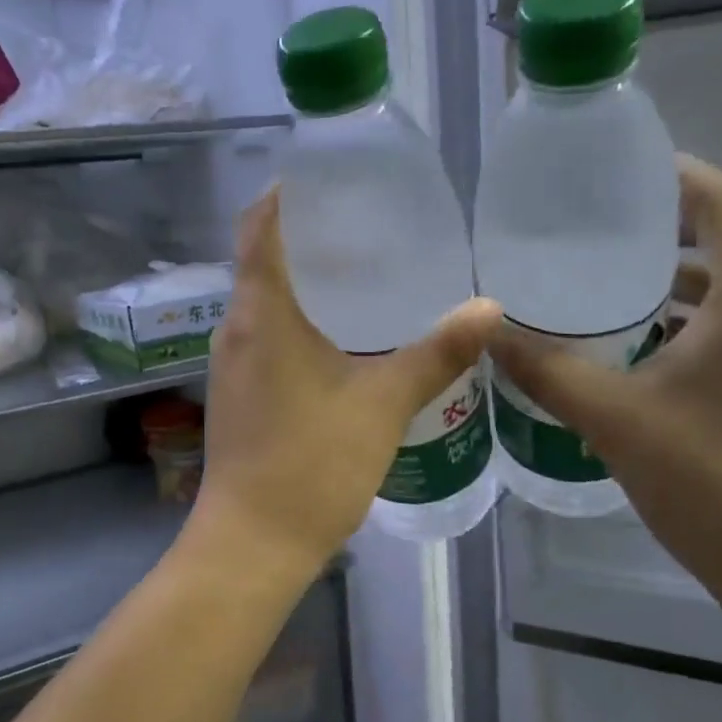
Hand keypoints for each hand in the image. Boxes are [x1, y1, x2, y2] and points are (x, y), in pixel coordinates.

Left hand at [194, 190, 500, 574]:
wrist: (252, 544)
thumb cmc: (311, 466)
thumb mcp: (382, 405)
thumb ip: (435, 354)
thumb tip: (490, 308)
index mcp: (260, 316)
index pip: (257, 230)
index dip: (284, 196)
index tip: (326, 178)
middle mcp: (235, 331)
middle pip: (260, 262)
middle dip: (305, 236)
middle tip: (365, 221)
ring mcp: (230, 366)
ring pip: (263, 303)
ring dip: (302, 280)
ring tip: (360, 270)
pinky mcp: (238, 396)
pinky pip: (264, 336)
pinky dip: (297, 319)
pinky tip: (341, 335)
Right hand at [490, 155, 721, 632]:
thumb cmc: (715, 482)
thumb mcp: (615, 420)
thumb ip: (546, 370)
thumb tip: (487, 333)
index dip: (678, 177)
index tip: (621, 172)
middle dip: (670, 227)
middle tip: (599, 229)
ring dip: (682, 280)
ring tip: (611, 286)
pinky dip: (699, 320)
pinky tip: (646, 349)